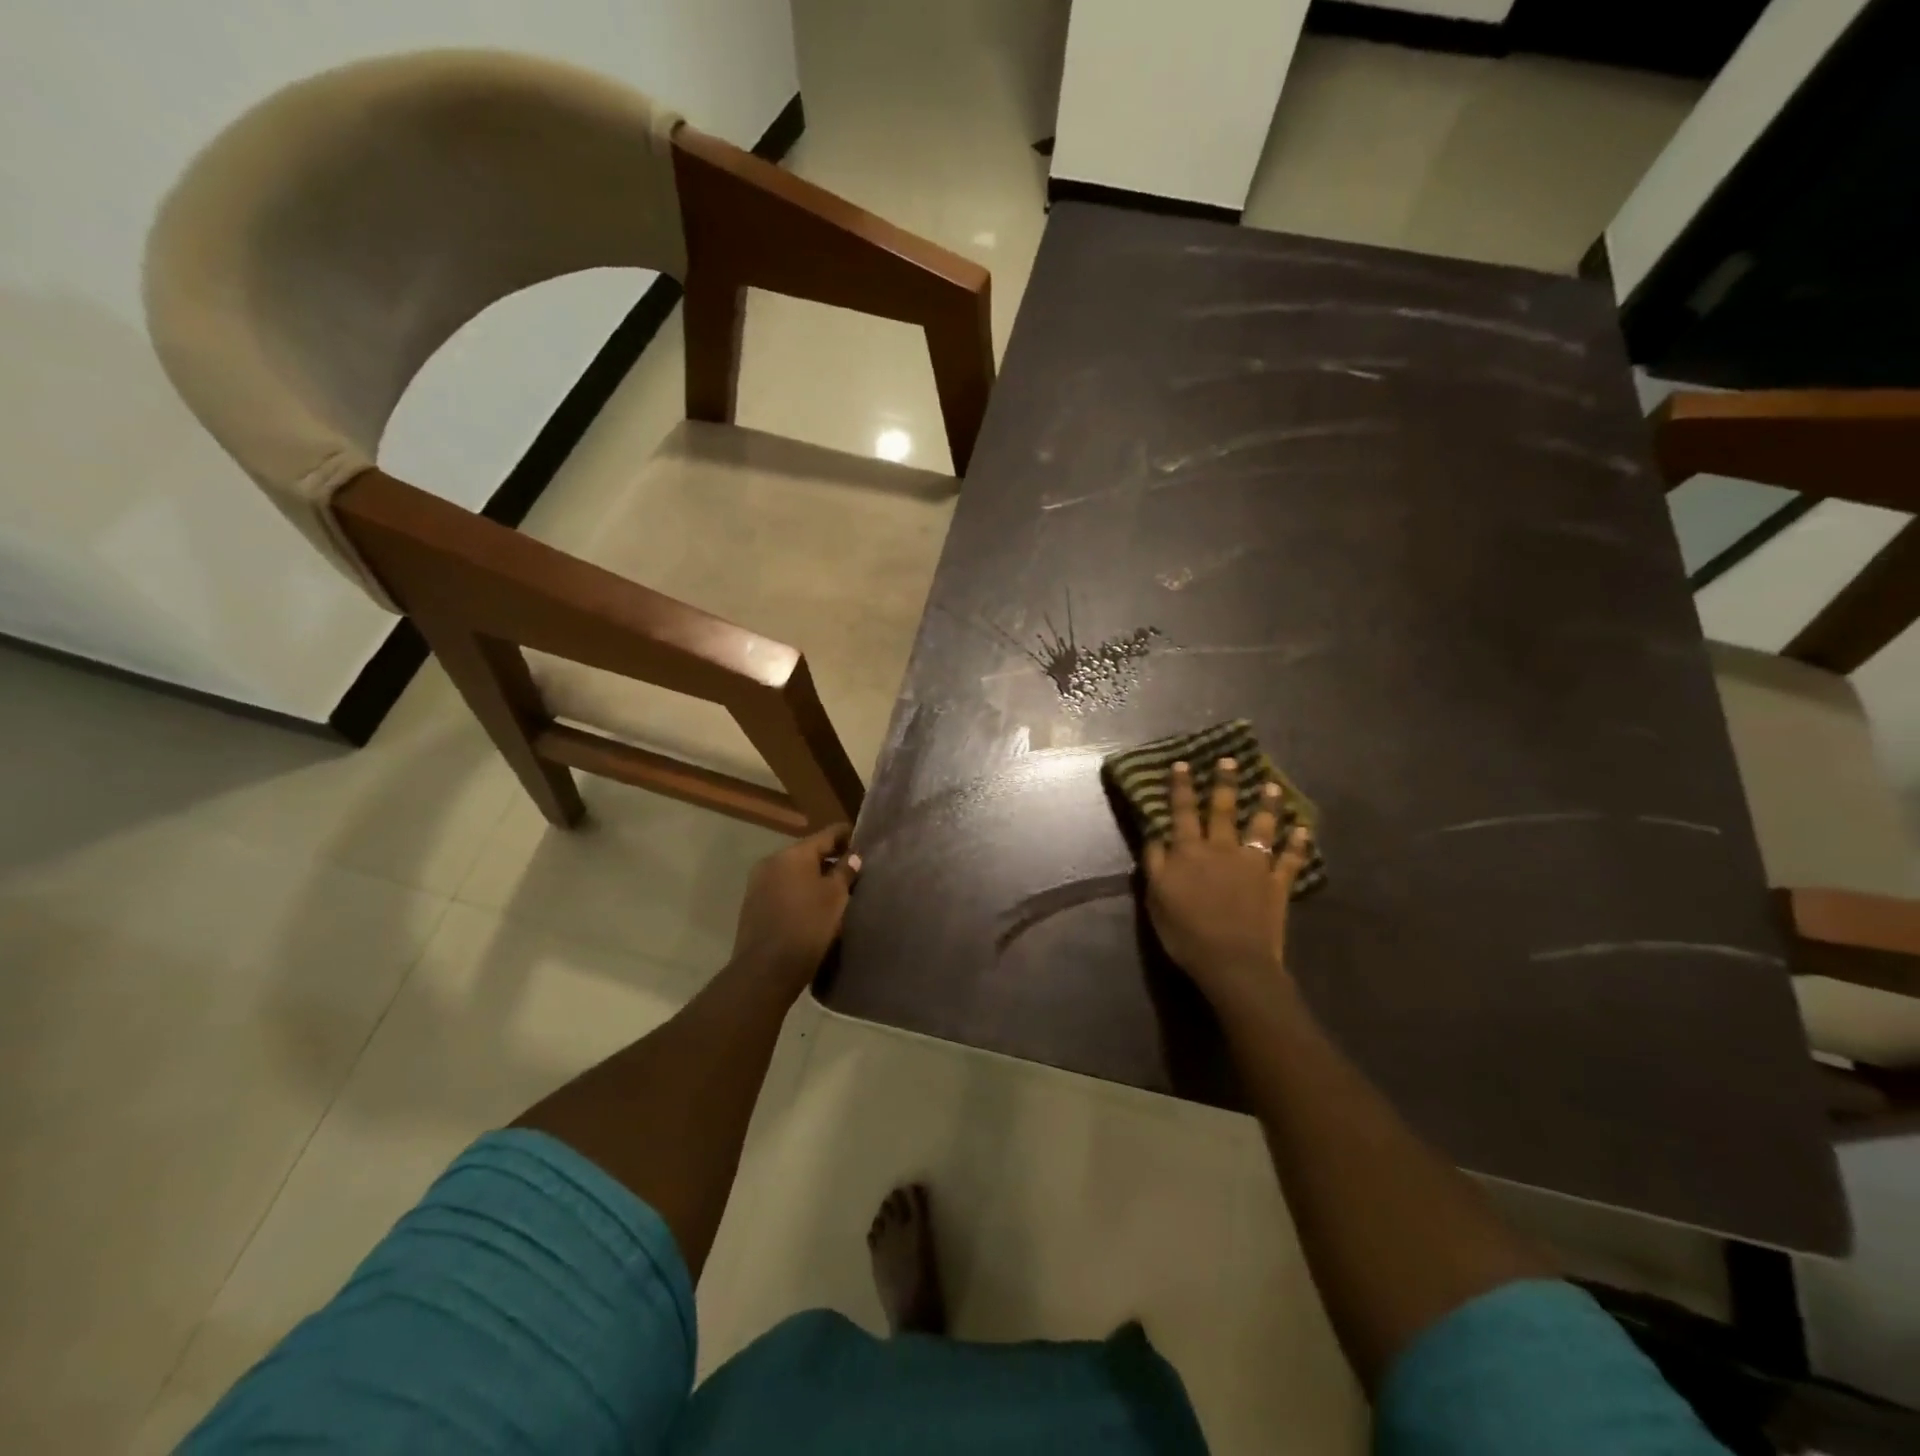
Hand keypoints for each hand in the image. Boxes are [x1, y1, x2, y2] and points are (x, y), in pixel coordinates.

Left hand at [732, 823, 860, 994]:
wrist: (765, 971)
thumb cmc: (807, 927)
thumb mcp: (835, 898)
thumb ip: (845, 871)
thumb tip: (853, 856)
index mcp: (793, 854)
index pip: (827, 834)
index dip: (848, 836)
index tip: (865, 842)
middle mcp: (772, 861)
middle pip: (809, 853)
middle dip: (831, 859)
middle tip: (855, 871)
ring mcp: (758, 883)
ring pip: (795, 872)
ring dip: (815, 877)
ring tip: (837, 892)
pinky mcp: (753, 905)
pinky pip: (783, 888)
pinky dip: (800, 892)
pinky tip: (814, 907)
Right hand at [1143, 758, 1313, 1015]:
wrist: (1233, 961)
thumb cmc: (1186, 932)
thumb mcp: (1155, 897)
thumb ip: (1155, 862)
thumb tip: (1155, 834)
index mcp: (1189, 851)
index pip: (1182, 811)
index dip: (1181, 787)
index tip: (1183, 763)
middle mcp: (1222, 849)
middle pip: (1223, 809)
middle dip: (1224, 783)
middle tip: (1230, 760)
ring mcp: (1253, 864)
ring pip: (1261, 827)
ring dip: (1266, 805)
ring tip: (1271, 786)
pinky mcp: (1277, 883)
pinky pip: (1290, 859)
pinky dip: (1298, 843)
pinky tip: (1303, 829)